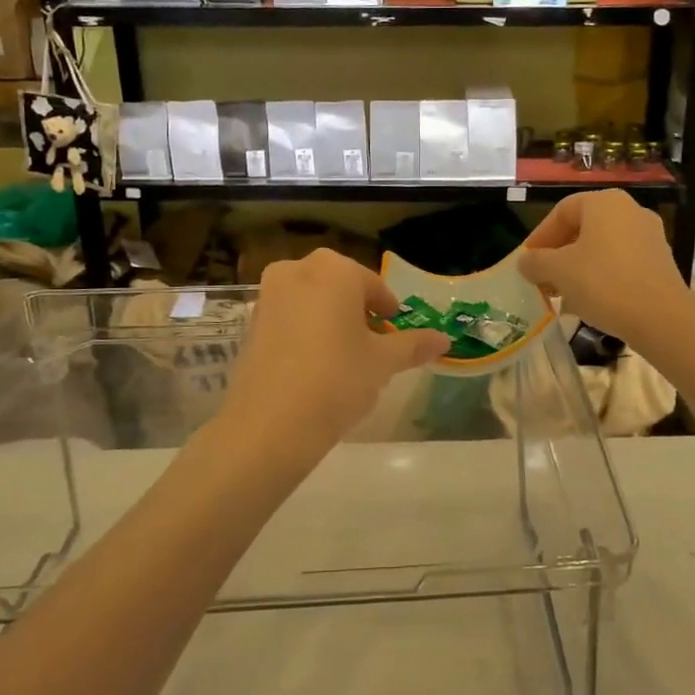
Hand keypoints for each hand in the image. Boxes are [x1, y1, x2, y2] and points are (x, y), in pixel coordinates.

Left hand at [213, 249, 447, 477]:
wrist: (269, 425)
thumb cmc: (336, 380)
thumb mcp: (383, 363)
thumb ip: (413, 345)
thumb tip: (444, 340)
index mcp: (335, 269)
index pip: (374, 286)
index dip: (389, 313)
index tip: (395, 337)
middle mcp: (298, 270)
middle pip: (340, 288)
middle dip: (358, 313)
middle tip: (372, 348)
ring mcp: (268, 295)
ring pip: (312, 301)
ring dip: (330, 321)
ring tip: (344, 360)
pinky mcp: (250, 323)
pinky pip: (289, 318)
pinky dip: (304, 333)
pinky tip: (313, 368)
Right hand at [517, 190, 693, 349]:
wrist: (662, 318)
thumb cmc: (603, 283)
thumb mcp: (558, 271)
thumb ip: (535, 262)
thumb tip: (525, 262)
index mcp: (604, 202)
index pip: (561, 212)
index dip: (539, 237)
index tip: (526, 262)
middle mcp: (629, 211)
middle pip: (582, 228)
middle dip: (558, 255)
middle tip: (542, 279)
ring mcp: (649, 236)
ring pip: (601, 247)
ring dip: (578, 268)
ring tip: (562, 295)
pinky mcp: (660, 262)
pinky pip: (621, 263)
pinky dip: (601, 277)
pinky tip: (589, 302)